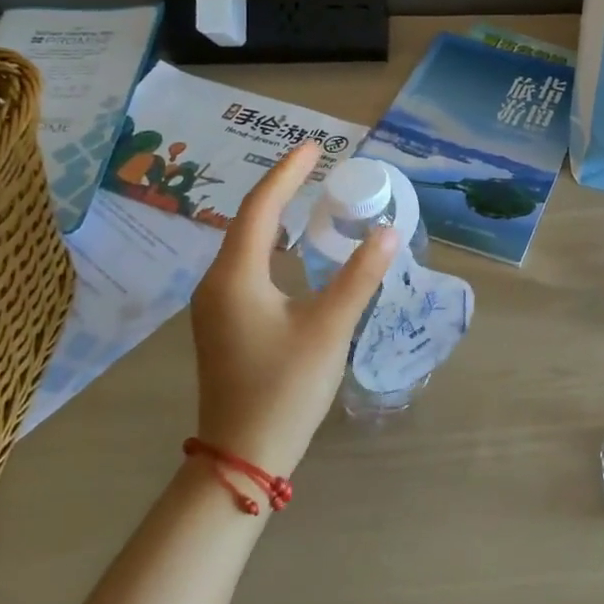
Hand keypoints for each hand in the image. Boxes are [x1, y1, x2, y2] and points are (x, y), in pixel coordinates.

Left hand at [188, 143, 398, 475]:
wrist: (241, 456)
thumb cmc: (285, 388)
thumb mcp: (329, 328)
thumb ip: (359, 276)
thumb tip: (387, 231)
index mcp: (237, 276)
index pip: (262, 207)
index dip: (289, 172)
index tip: (316, 147)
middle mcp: (217, 282)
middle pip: (248, 219)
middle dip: (282, 187)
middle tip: (317, 164)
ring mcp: (216, 304)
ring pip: (245, 242)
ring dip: (275, 214)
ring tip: (307, 194)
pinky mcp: (224, 321)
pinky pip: (245, 264)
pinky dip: (271, 242)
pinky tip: (291, 248)